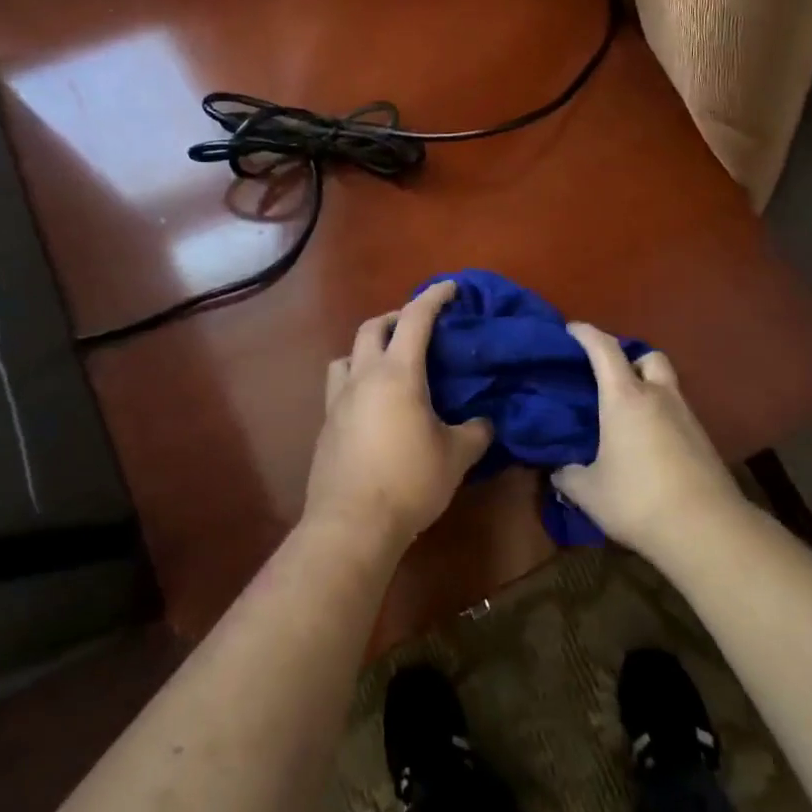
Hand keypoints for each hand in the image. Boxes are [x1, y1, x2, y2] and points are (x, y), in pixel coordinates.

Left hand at [303, 281, 492, 551]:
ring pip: (347, 355)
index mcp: (398, 373)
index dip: (433, 297)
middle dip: (396, 317)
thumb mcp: (456, 457)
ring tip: (387, 365)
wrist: (352, 523)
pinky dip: (357, 381)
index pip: (416, 319)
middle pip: (372, 327)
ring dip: (367, 348)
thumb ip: (476, 432)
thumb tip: (485, 421)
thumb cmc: (410, 482)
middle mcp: (364, 376)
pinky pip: (340, 387)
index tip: (450, 287)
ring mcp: (339, 400)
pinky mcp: (326, 425)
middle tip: (418, 327)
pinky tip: (373, 406)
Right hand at [552, 323, 743, 558]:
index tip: (571, 329)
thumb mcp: (589, 493)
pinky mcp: (703, 440)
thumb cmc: (638, 500)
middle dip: (629, 358)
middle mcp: (658, 396)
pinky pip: (677, 412)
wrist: (707, 530)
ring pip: (666, 384)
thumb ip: (568, 476)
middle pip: (648, 356)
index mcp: (625, 398)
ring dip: (648, 388)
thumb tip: (557, 471)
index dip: (586, 334)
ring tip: (627, 413)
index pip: (604, 349)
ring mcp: (686, 416)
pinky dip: (661, 415)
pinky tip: (648, 442)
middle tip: (609, 377)